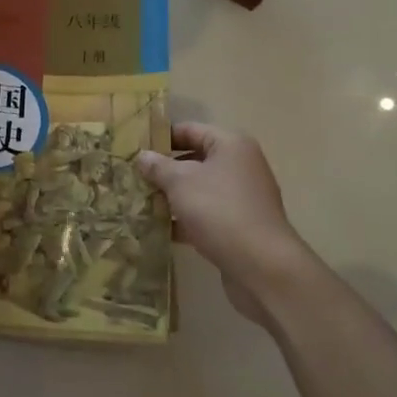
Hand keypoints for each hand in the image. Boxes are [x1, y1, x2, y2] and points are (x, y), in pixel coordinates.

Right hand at [136, 122, 309, 323]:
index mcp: (231, 145)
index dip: (162, 137)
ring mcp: (242, 198)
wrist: (262, 267)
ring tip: (140, 202)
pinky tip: (159, 229)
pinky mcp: (240, 227)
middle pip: (195, 160)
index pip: (190, 130)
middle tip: (133, 176)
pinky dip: (185, 220)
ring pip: (199, 190)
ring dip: (173, 196)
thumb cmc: (219, 210)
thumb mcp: (180, 183)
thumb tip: (142, 156)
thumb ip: (158, 166)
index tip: (135, 148)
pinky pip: (206, 215)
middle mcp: (240, 167)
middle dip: (165, 170)